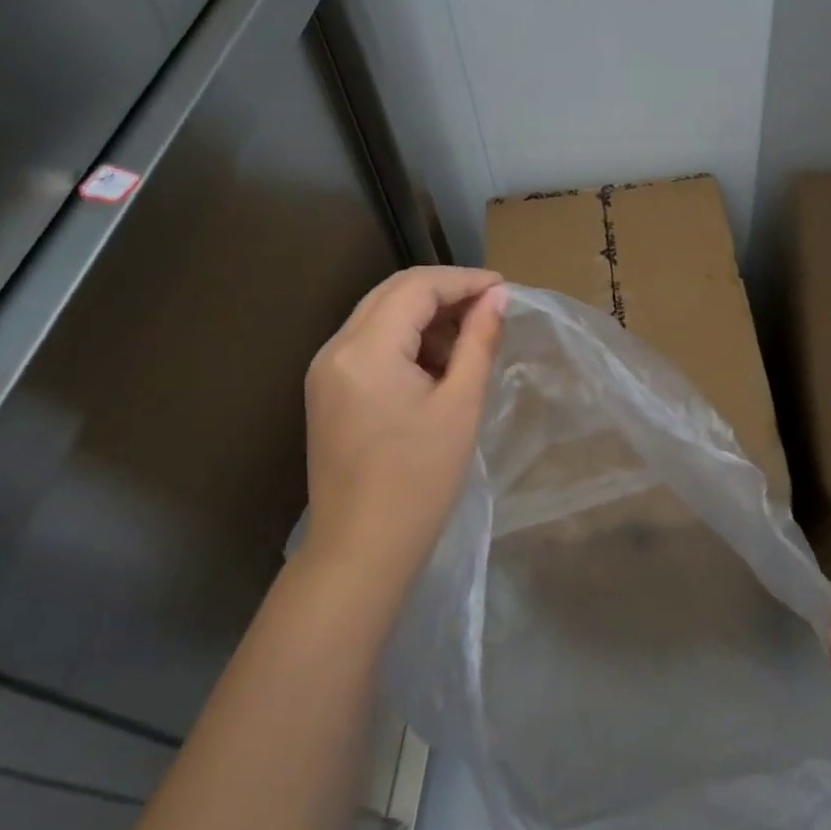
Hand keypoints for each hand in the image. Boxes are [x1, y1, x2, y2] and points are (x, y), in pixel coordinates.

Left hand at [302, 267, 506, 592]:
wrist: (362, 548)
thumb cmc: (420, 479)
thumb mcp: (460, 405)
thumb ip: (479, 342)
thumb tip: (499, 297)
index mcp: (365, 349)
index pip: (416, 287)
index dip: (464, 281)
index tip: (505, 290)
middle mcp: (335, 349)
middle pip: (393, 293)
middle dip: (445, 293)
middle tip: (491, 310)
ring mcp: (325, 370)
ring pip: (380, 316)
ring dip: (425, 317)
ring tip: (469, 343)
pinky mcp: (327, 391)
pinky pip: (370, 345)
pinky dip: (406, 342)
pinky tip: (437, 366)